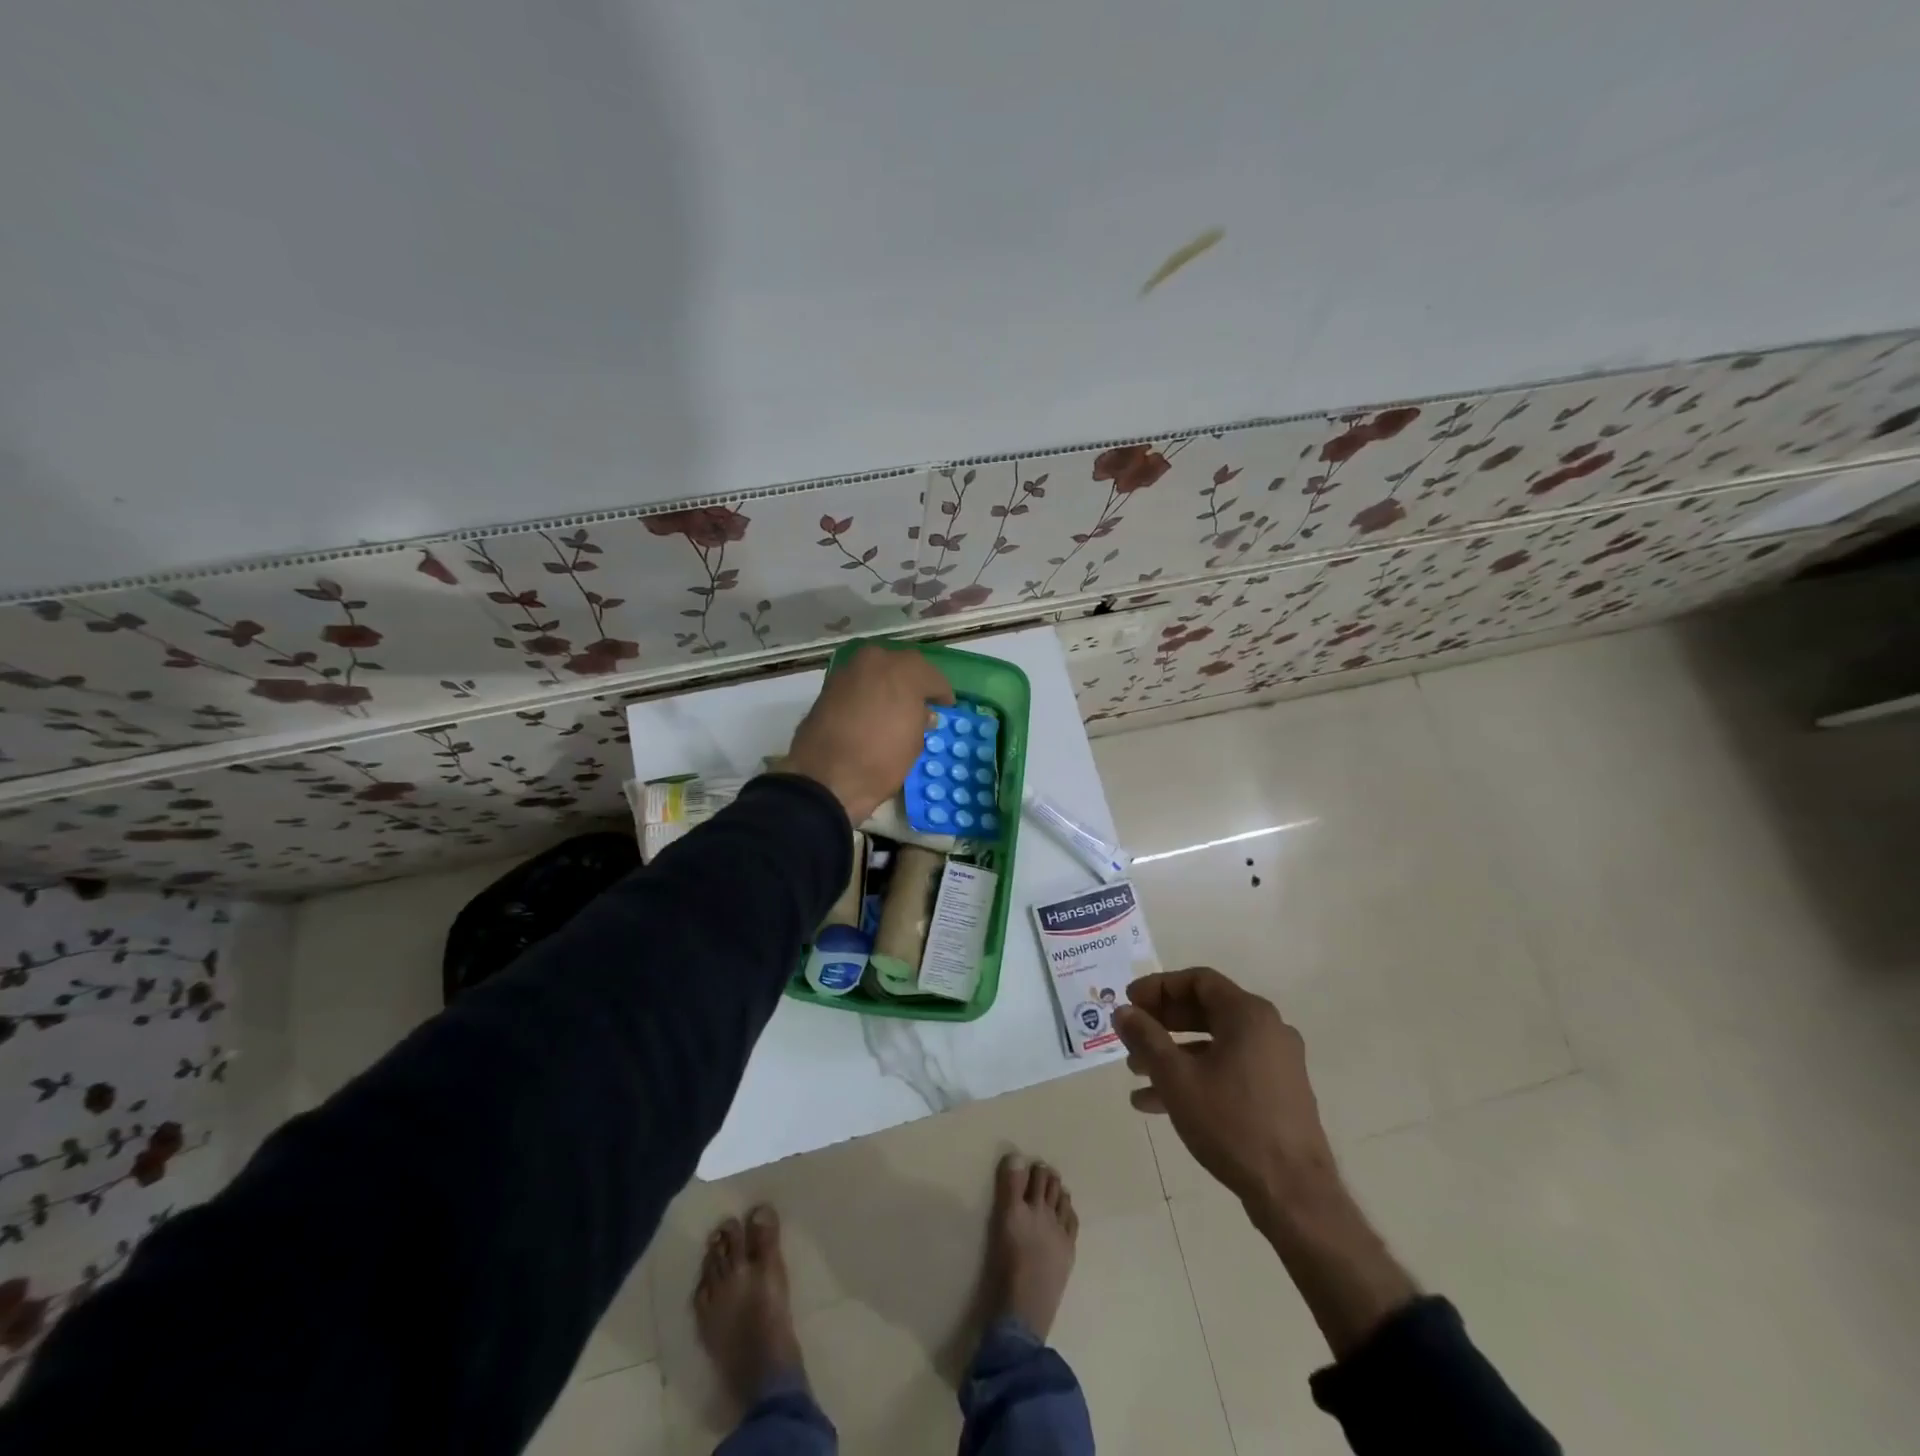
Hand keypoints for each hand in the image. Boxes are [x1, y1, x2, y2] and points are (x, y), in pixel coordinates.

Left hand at [784, 644, 953, 823]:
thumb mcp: (914, 744)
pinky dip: (867, 693)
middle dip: (913, 683)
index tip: (945, 707)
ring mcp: (848, 670)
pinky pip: (858, 683)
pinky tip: (872, 712)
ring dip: (888, 685)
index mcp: (905, 671)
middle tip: (920, 704)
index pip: (933, 677)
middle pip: (903, 666)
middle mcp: (876, 660)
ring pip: (877, 671)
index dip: (941, 694)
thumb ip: (921, 720)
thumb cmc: (880, 761)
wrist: (824, 778)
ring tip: (894, 709)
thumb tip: (922, 714)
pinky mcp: (828, 686)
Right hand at [1114, 967, 1337, 1215]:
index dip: (1158, 987)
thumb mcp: (1176, 1077)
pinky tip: (1158, 1104)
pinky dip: (1196, 1076)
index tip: (1129, 1002)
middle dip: (1163, 1022)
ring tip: (1135, 1071)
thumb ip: (1146, 1037)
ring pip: (1215, 1044)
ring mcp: (1277, 1063)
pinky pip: (1229, 1069)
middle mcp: (1268, 1029)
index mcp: (1249, 1014)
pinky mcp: (1278, 1093)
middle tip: (1130, 1033)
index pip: (1198, 980)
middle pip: (1206, 1010)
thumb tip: (1123, 1011)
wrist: (1294, 1194)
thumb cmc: (1232, 1123)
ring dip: (1173, 1053)